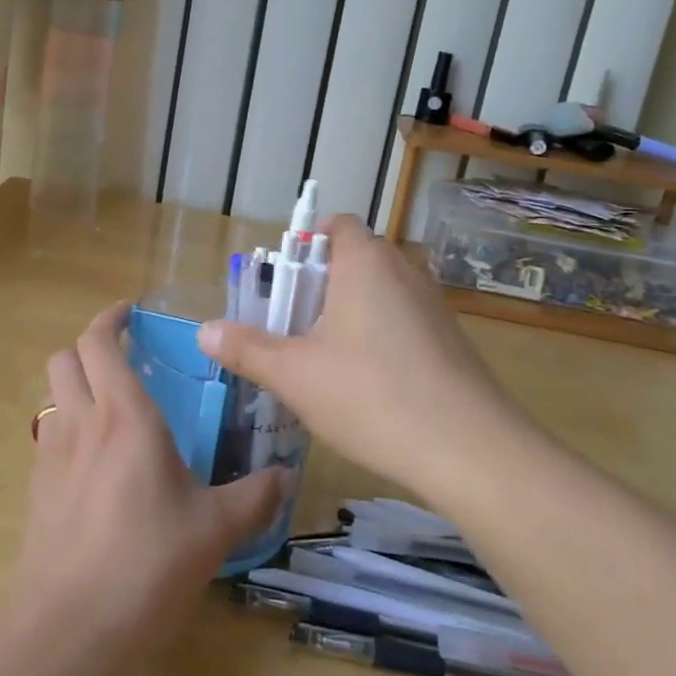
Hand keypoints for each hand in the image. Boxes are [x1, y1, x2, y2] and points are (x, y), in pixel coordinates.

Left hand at [13, 303, 282, 654]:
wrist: (69, 628)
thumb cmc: (147, 563)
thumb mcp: (214, 529)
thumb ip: (253, 497)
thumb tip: (287, 477)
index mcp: (125, 415)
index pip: (100, 342)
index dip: (110, 318)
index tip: (129, 312)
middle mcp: (82, 422)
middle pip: (65, 357)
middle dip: (88, 346)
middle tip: (121, 357)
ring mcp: (52, 456)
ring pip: (52, 395)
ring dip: (74, 385)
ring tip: (109, 407)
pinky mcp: (37, 490)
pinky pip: (49, 437)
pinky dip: (68, 428)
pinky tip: (95, 463)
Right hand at [198, 214, 524, 491]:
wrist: (472, 451)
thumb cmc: (371, 395)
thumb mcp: (294, 374)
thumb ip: (246, 348)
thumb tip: (204, 330)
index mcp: (364, 262)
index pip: (336, 224)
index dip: (305, 243)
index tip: (283, 283)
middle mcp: (403, 271)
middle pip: (353, 260)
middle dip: (318, 287)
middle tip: (291, 328)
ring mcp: (433, 306)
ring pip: (378, 294)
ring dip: (348, 315)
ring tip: (322, 361)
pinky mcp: (451, 341)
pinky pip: (402, 323)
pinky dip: (378, 339)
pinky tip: (366, 387)